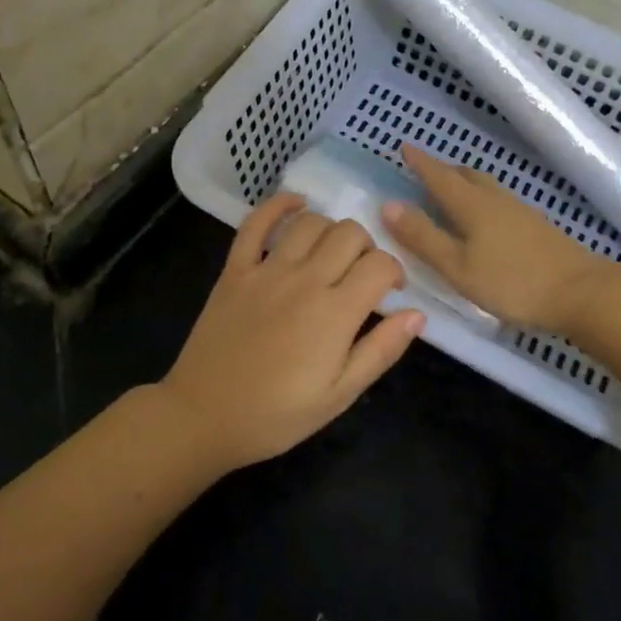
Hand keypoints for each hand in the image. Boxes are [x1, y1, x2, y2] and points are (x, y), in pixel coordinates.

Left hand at [157, 195, 425, 470]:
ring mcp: (266, 270)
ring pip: (310, 222)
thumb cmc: (276, 415)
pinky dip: (278, 205)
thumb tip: (417, 314)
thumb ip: (381, 351)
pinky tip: (295, 203)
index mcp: (335, 313)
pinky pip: (256, 223)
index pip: (379, 265)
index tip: (391, 291)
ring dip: (330, 229)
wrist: (204, 416)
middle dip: (367, 247)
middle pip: (349, 234)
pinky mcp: (235, 270)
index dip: (394, 271)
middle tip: (361, 274)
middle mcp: (304, 280)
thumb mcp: (339, 396)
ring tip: (331, 252)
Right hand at [382, 144, 610, 333]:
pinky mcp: (537, 227)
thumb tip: (387, 205)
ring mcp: (521, 212)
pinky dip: (483, 199)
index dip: (420, 162)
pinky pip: (500, 201)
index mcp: (472, 205)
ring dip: (465, 183)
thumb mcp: (457, 266)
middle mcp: (496, 200)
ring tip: (452, 192)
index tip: (404, 147)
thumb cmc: (513, 282)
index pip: (439, 176)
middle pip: (466, 175)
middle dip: (443, 170)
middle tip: (425, 171)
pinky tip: (486, 218)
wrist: (583, 293)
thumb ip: (423, 237)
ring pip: (486, 187)